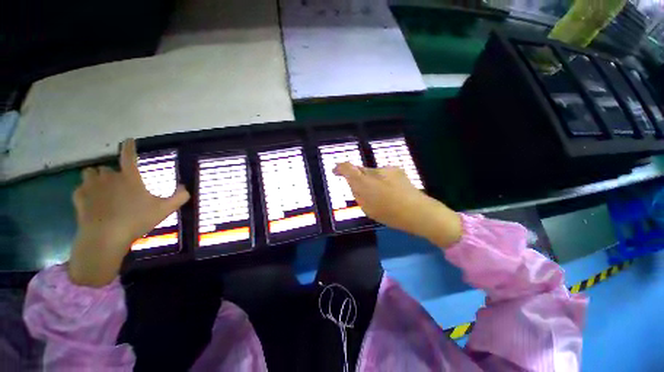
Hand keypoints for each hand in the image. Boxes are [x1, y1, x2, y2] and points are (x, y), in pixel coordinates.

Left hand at [68, 139, 189, 286]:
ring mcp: (91, 186)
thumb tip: (186, 187)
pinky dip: (85, 192)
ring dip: (95, 178)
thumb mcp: (165, 209)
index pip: (129, 156)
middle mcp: (108, 177)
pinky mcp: (79, 197)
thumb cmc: (137, 220)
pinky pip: (80, 188)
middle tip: (117, 184)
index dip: (130, 146)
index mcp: (129, 177)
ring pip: (90, 173)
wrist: (105, 237)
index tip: (128, 140)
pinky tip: (91, 200)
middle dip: (111, 173)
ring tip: (102, 188)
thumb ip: (180, 197)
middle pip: (106, 168)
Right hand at [333, 163, 461, 247]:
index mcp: (364, 182)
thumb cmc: (390, 214)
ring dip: (370, 180)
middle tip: (358, 190)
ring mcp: (387, 169)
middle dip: (356, 177)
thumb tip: (353, 183)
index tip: (335, 171)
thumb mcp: (367, 207)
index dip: (339, 168)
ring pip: (372, 172)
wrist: (419, 212)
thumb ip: (357, 193)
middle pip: (360, 170)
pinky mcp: (397, 170)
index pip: (348, 168)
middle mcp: (374, 171)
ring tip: (378, 194)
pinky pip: (382, 174)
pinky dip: (381, 180)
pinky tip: (389, 191)